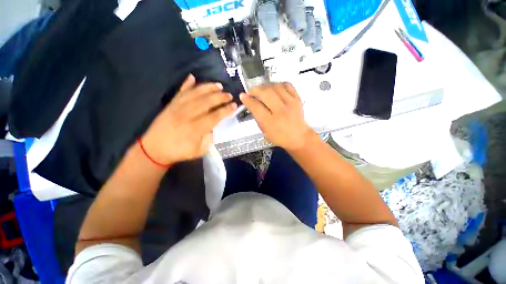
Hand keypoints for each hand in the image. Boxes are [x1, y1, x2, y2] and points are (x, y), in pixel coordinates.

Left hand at [141, 74, 236, 164]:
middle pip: (207, 101)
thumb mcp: (199, 150)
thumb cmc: (179, 152)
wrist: (154, 149)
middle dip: (220, 97)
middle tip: (229, 95)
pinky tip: (193, 77)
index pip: (215, 116)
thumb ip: (209, 138)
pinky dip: (187, 84)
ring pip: (195, 93)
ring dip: (208, 88)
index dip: (226, 110)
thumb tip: (214, 126)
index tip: (235, 106)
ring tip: (219, 85)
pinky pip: (180, 91)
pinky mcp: (170, 105)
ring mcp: (177, 108)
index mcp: (196, 128)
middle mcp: (187, 115)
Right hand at [240, 83, 315, 150]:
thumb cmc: (280, 137)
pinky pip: (287, 85)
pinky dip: (278, 84)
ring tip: (261, 90)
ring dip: (265, 86)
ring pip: (275, 87)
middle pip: (265, 93)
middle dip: (255, 90)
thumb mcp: (265, 132)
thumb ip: (258, 118)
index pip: (256, 107)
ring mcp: (291, 103)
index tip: (243, 96)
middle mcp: (281, 111)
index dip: (247, 100)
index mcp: (271, 123)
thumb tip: (252, 104)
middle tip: (251, 91)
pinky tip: (274, 88)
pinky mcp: (298, 99)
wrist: (299, 137)